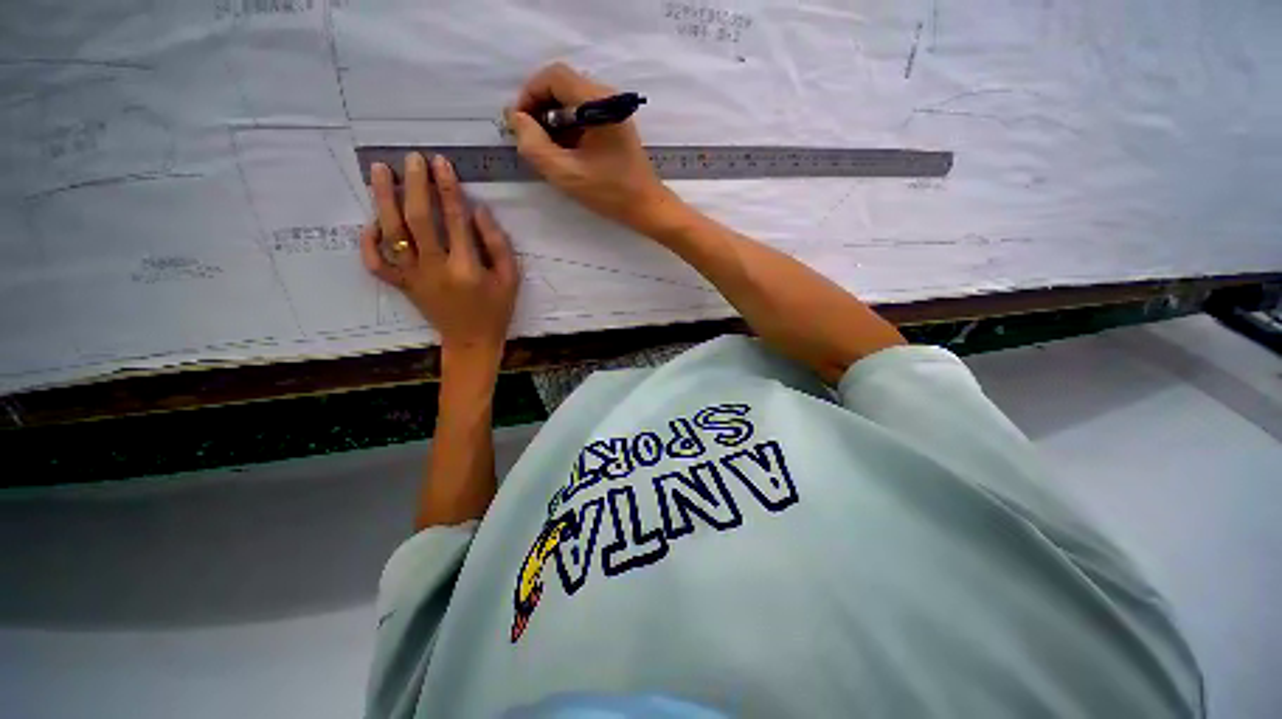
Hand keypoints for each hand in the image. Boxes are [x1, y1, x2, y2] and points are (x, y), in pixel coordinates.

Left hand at [361, 152, 518, 370]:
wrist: (471, 341)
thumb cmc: (496, 309)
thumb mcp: (510, 279)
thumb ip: (498, 245)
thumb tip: (477, 210)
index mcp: (466, 268)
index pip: (454, 219)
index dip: (447, 188)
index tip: (440, 162)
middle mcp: (435, 269)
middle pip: (417, 220)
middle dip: (413, 185)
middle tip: (411, 158)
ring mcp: (413, 277)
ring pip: (392, 235)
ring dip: (383, 200)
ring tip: (379, 171)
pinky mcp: (402, 286)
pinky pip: (376, 264)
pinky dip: (369, 242)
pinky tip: (372, 222)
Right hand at [504, 62, 685, 235]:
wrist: (646, 207)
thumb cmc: (610, 193)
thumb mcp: (567, 174)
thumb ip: (535, 145)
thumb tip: (516, 118)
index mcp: (598, 102)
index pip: (554, 76)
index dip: (529, 93)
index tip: (519, 123)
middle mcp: (607, 97)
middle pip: (562, 85)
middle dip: (539, 107)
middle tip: (529, 137)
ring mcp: (613, 111)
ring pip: (571, 100)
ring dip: (552, 119)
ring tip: (544, 148)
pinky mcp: (614, 125)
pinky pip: (583, 114)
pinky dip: (567, 127)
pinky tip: (562, 151)